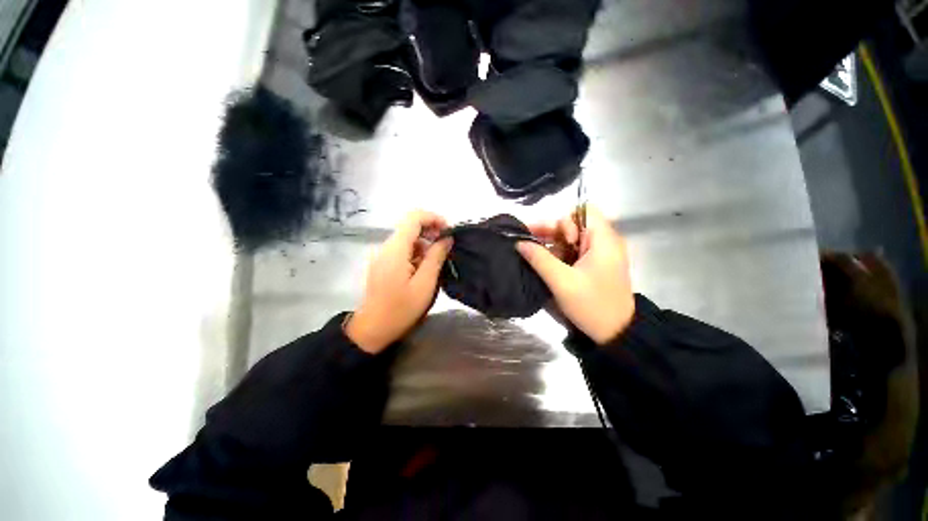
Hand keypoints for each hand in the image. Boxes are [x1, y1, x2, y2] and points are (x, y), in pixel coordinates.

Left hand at [345, 210, 452, 353]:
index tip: (448, 232)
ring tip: (437, 263)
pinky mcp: (383, 263)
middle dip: (432, 233)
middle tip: (447, 249)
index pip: (414, 217)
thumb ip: (436, 257)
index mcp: (395, 249)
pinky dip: (417, 253)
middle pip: (411, 226)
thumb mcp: (425, 284)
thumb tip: (447, 238)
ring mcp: (383, 255)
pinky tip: (424, 270)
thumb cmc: (400, 309)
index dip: (433, 218)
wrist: (372, 329)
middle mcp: (386, 246)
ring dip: (425, 245)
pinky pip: (403, 249)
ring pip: (408, 238)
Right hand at [517, 206, 634, 344]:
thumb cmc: (591, 305)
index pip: (584, 211)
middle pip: (575, 224)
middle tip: (530, 242)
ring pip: (572, 238)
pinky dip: (559, 254)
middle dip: (552, 232)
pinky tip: (546, 264)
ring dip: (553, 244)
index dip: (565, 220)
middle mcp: (604, 242)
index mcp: (603, 240)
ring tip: (534, 255)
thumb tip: (519, 243)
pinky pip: (573, 251)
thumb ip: (539, 259)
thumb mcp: (561, 282)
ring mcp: (600, 254)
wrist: (616, 333)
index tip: (553, 238)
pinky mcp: (595, 265)